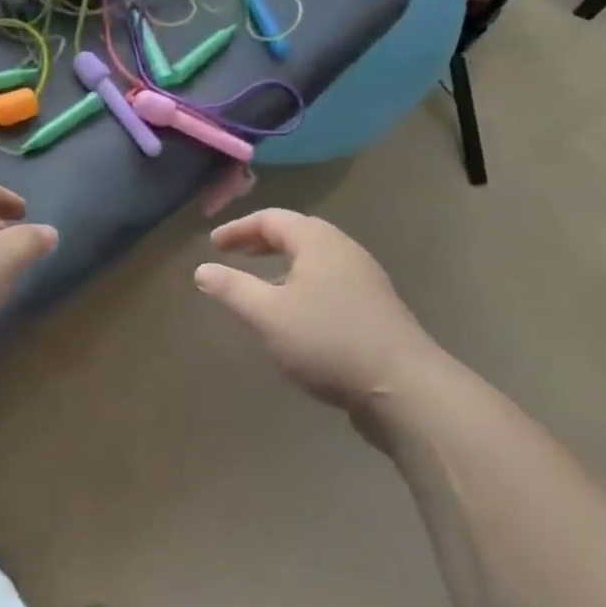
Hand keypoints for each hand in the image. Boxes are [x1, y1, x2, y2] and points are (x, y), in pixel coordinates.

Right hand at [193, 209, 444, 407]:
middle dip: (261, 242)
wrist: (404, 388)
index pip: (271, 219)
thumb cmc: (328, 340)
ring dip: (282, 265)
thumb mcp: (268, 315)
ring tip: (259, 284)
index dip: (238, 229)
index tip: (213, 245)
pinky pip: (329, 281)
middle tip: (234, 254)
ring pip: (314, 259)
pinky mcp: (375, 307)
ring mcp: (364, 279)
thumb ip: (232, 289)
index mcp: (318, 241)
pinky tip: (295, 315)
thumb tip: (202, 269)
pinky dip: (302, 284)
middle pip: (296, 234)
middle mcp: (344, 250)